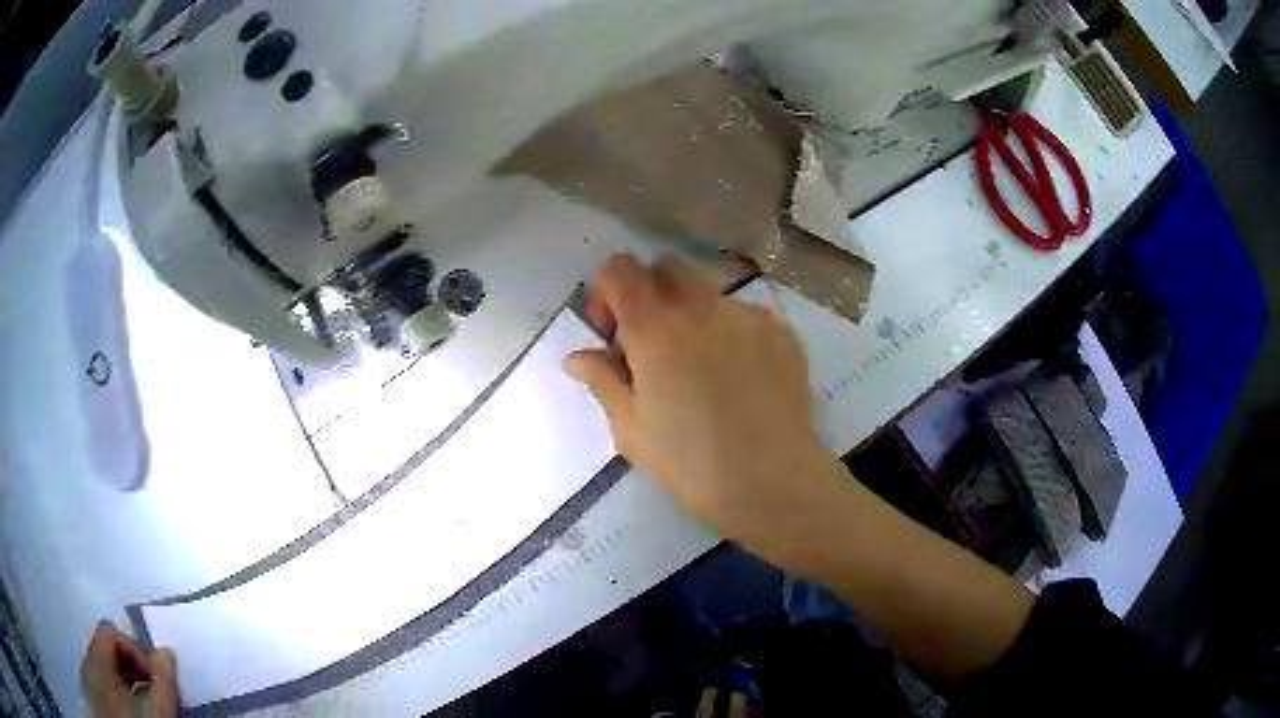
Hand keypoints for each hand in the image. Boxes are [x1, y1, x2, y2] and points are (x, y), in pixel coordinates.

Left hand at [81, 621, 178, 717]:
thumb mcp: (158, 711)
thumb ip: (163, 681)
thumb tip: (166, 652)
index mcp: (96, 658)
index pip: (110, 630)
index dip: (136, 648)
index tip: (157, 676)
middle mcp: (87, 661)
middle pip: (107, 648)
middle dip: (133, 665)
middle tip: (155, 689)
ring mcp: (89, 680)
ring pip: (106, 667)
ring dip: (128, 679)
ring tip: (148, 702)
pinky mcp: (97, 696)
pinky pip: (104, 681)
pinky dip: (120, 690)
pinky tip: (135, 709)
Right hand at [565, 255, 834, 544]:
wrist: (773, 483)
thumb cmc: (691, 465)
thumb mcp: (632, 430)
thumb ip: (603, 382)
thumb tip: (577, 356)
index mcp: (655, 327)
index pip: (620, 270)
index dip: (607, 294)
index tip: (612, 335)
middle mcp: (702, 306)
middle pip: (667, 268)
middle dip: (651, 293)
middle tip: (652, 344)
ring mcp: (748, 315)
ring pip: (709, 292)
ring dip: (693, 314)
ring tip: (701, 366)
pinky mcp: (782, 332)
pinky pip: (746, 316)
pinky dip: (732, 333)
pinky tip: (740, 379)